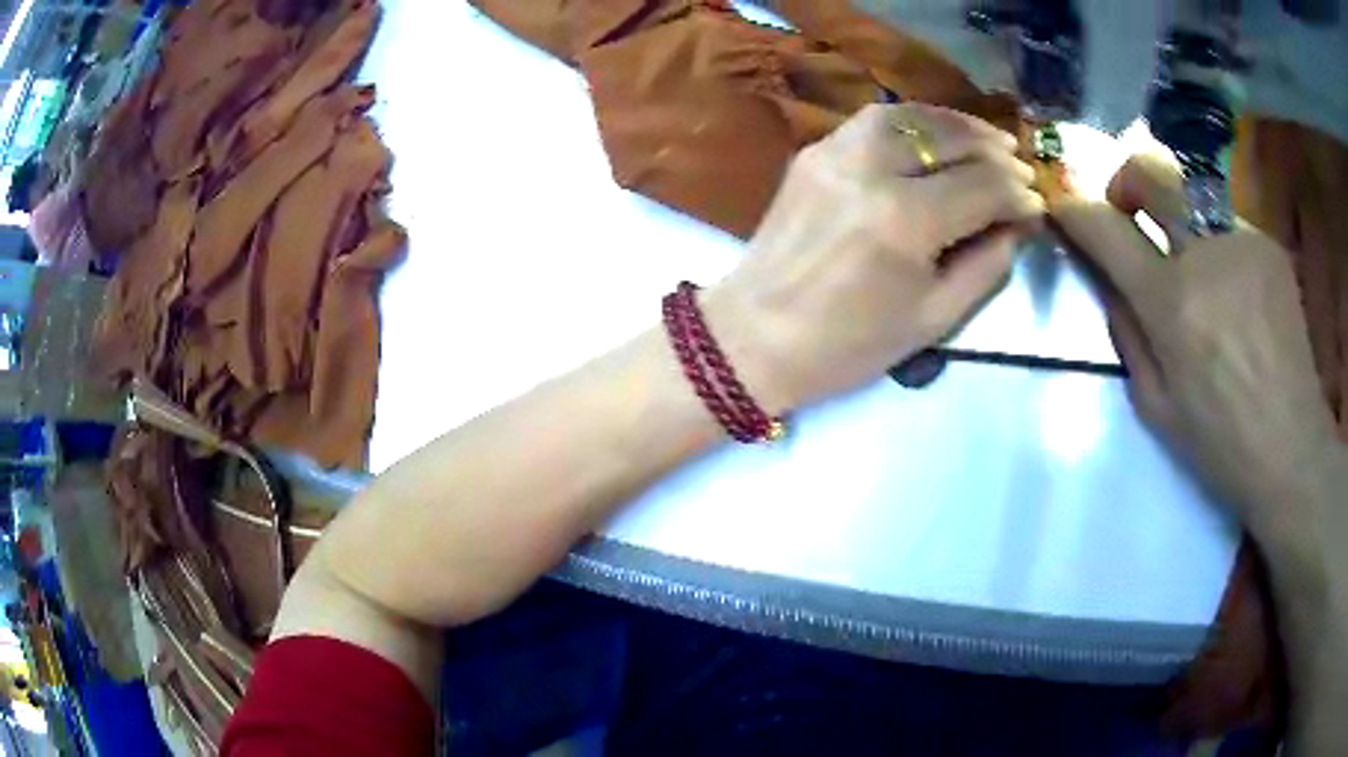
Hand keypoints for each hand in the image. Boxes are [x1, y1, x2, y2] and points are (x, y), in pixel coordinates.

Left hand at [703, 103, 1043, 413]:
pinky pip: (873, 122)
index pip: (983, 187)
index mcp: (906, 220)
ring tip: (986, 140)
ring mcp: (836, 152)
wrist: (754, 336)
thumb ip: (986, 265)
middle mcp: (872, 170)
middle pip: (950, 141)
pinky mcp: (814, 152)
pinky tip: (934, 137)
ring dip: (956, 125)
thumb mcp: (933, 318)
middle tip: (1020, 167)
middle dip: (995, 152)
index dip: (1018, 194)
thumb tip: (1018, 225)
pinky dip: (913, 122)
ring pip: (911, 117)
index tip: (1037, 204)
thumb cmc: (848, 344)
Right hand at [1052, 156, 1340, 543]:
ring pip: (1194, 200)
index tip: (1065, 209)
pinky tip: (1239, 295)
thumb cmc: (1220, 441)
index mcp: (1171, 304)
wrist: (1291, 447)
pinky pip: (1229, 226)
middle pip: (1151, 172)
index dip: (1077, 212)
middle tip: (1130, 209)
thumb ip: (1126, 333)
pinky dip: (1221, 249)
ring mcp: (1243, 241)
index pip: (1107, 229)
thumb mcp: (1155, 406)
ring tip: (1205, 280)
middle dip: (1127, 180)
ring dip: (1184, 227)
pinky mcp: (1269, 244)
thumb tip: (1109, 280)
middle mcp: (1205, 254)